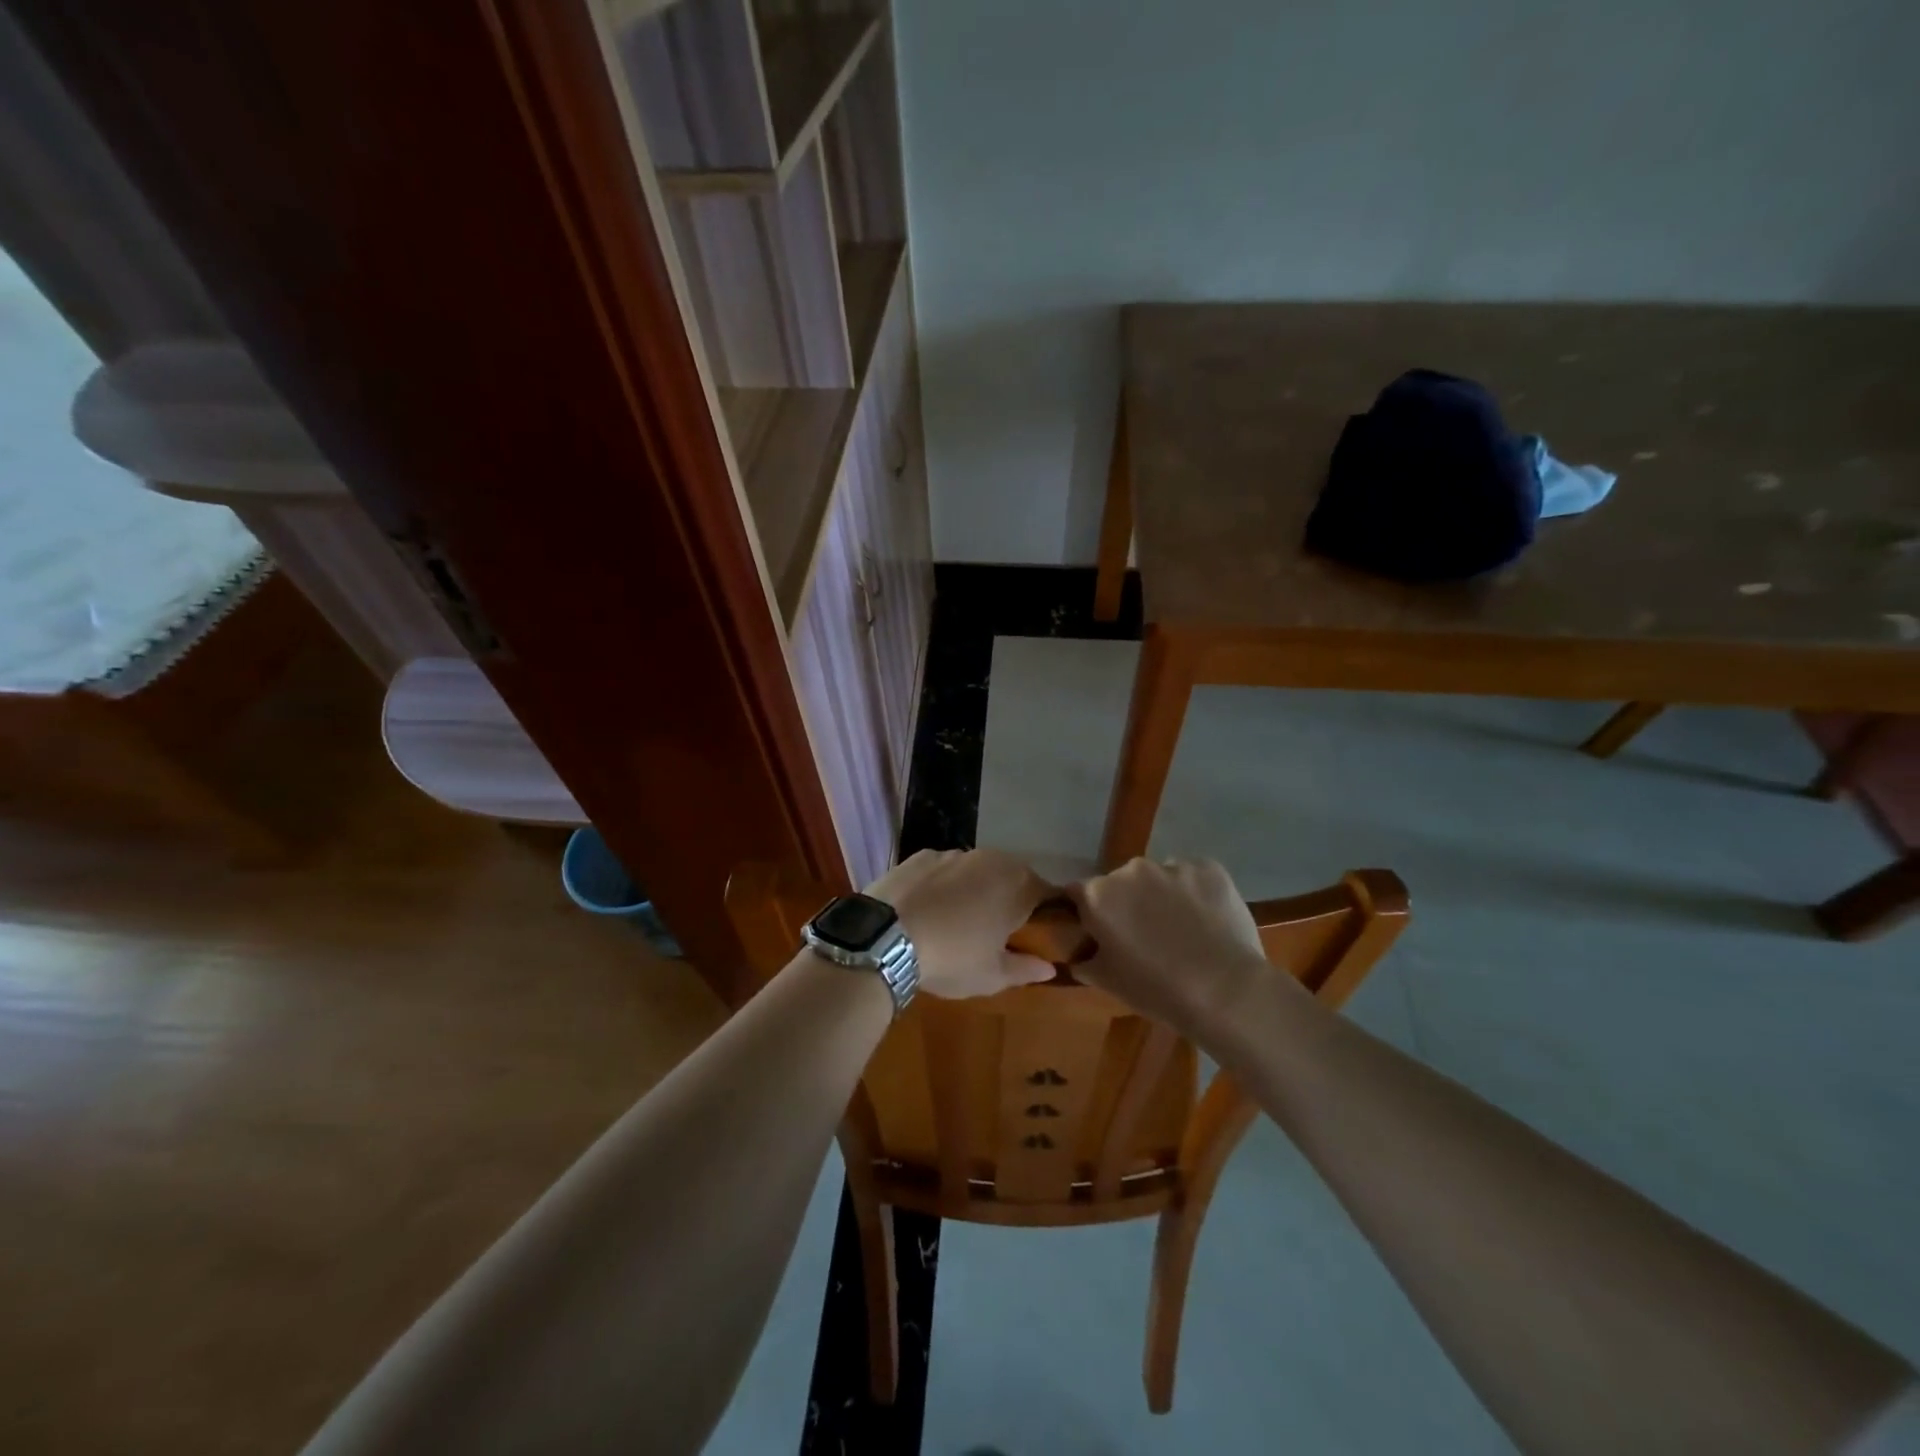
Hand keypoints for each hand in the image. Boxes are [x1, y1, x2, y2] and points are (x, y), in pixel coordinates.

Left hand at [869, 849, 1054, 998]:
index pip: (1048, 893)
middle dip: (1011, 897)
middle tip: (999, 928)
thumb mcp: (992, 976)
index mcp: (1018, 886)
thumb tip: (1049, 967)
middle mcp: (992, 859)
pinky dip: (944, 883)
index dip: (1047, 912)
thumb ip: (1025, 969)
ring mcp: (954, 853)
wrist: (885, 937)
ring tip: (960, 917)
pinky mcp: (921, 854)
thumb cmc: (952, 958)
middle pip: (1013, 875)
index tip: (1038, 932)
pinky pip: (944, 868)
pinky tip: (930, 907)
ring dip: (977, 887)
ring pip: (977, 869)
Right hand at [1065, 858, 1273, 1034]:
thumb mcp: (1107, 982)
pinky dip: (1195, 893)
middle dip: (1128, 902)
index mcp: (1099, 895)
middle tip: (1145, 935)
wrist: (1225, 991)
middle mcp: (1131, 870)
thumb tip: (1079, 956)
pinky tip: (1208, 921)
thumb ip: (1085, 961)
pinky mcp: (1208, 868)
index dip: (1088, 912)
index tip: (1100, 932)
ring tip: (1183, 929)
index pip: (1078, 893)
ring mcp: (1172, 865)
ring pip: (1159, 877)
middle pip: (1121, 882)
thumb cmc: (1156, 990)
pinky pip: (1193, 877)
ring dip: (1162, 896)